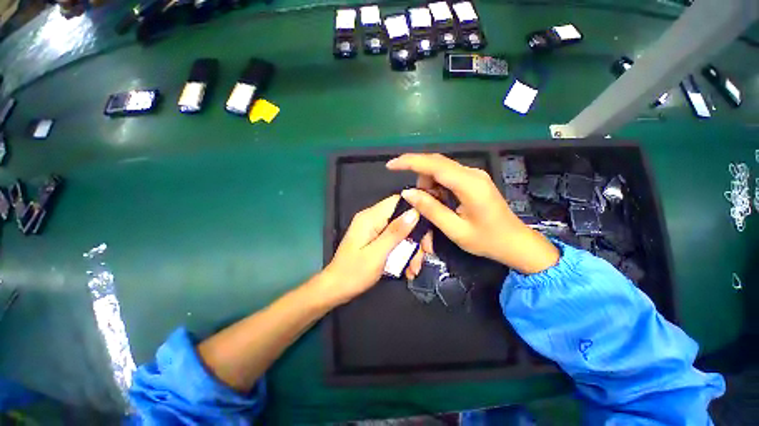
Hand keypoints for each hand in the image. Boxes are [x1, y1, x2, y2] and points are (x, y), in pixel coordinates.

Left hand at [319, 195, 419, 305]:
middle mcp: (372, 218)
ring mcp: (374, 229)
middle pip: (403, 218)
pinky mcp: (376, 238)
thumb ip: (395, 232)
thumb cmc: (354, 273)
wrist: (336, 288)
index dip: (416, 210)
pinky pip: (395, 240)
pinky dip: (403, 253)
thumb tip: (414, 212)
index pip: (398, 201)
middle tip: (424, 256)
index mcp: (370, 217)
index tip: (428, 230)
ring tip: (414, 269)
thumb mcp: (377, 254)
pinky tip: (407, 269)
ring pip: (402, 231)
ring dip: (411, 249)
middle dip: (416, 238)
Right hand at [386, 153, 559, 274]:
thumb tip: (408, 193)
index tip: (391, 165)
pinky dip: (437, 185)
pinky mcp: (474, 179)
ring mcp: (474, 174)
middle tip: (415, 199)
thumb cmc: (487, 240)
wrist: (516, 242)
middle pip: (436, 163)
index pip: (434, 165)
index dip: (410, 162)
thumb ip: (431, 209)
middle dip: (419, 176)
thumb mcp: (455, 230)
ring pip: (441, 168)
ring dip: (428, 183)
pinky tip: (440, 201)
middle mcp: (472, 173)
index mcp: (469, 185)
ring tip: (431, 205)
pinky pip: (448, 175)